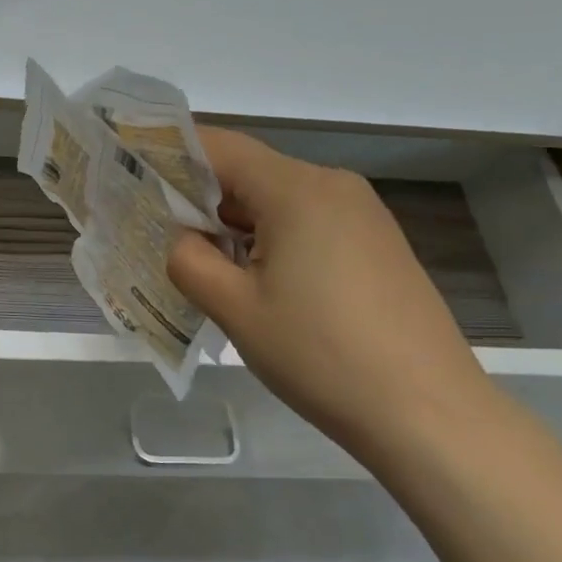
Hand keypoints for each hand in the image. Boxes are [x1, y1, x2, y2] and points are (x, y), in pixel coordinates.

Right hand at [167, 128, 499, 455]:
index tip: (133, 172)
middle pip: (249, 173)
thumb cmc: (321, 356)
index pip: (220, 147)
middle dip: (200, 198)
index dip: (171, 153)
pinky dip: (270, 240)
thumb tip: (183, 240)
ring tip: (200, 263)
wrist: (428, 414)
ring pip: (278, 202)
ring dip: (235, 224)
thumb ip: (189, 260)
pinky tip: (254, 281)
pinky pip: (307, 224)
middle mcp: (333, 186)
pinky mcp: (376, 246)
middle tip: (156, 230)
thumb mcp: (235, 309)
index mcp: (298, 190)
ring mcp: (362, 216)